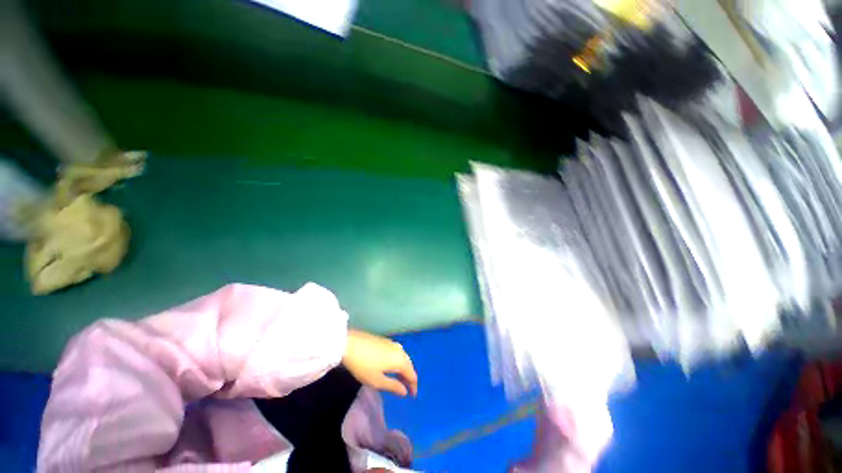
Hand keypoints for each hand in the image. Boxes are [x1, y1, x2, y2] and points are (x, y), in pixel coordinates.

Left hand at [343, 330, 417, 396]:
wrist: (350, 344)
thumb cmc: (364, 366)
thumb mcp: (377, 381)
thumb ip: (393, 386)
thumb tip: (404, 391)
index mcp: (400, 360)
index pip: (412, 374)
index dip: (413, 386)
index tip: (412, 396)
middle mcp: (400, 350)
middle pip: (409, 365)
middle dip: (409, 377)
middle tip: (406, 389)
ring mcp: (392, 343)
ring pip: (403, 358)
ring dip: (403, 369)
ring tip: (399, 380)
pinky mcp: (385, 341)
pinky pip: (397, 353)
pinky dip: (397, 362)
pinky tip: (391, 367)